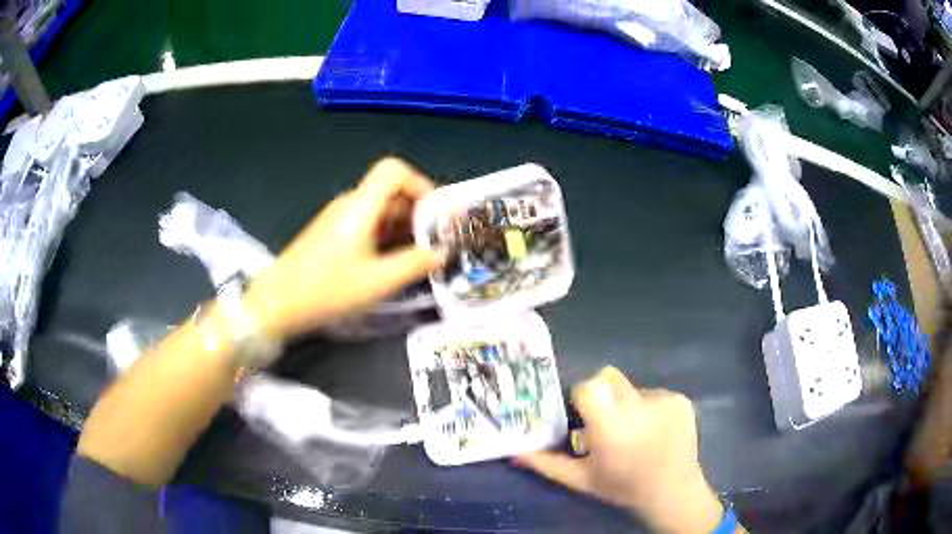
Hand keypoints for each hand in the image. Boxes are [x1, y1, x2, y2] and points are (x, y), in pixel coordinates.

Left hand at [244, 158, 442, 339]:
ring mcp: (338, 218)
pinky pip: (367, 223)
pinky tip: (392, 261)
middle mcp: (349, 204)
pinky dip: (386, 235)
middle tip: (436, 241)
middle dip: (418, 211)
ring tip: (420, 255)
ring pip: (379, 209)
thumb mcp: (379, 282)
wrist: (277, 303)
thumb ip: (416, 263)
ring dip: (403, 226)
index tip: (436, 214)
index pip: (394, 170)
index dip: (420, 184)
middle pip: (390, 190)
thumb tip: (442, 252)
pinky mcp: (331, 234)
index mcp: (360, 206)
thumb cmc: (328, 290)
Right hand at [515, 367, 725, 532]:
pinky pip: (654, 394)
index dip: (582, 396)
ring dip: (627, 404)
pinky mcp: (681, 400)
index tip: (582, 415)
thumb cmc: (622, 487)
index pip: (588, 386)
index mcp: (610, 427)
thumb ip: (546, 463)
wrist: (672, 491)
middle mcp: (638, 408)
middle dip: (602, 395)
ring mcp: (664, 401)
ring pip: (632, 387)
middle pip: (609, 378)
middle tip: (605, 421)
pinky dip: (650, 409)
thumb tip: (514, 451)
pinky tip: (655, 431)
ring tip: (634, 432)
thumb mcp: (580, 479)